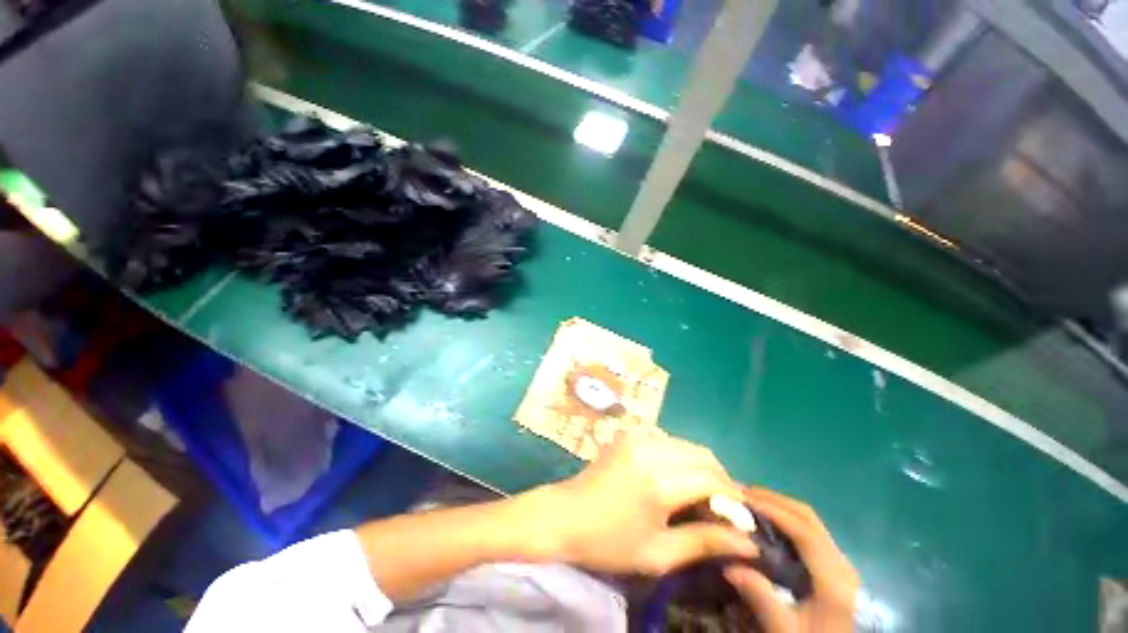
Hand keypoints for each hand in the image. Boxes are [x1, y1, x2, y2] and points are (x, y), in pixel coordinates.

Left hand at [529, 434, 756, 575]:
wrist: (565, 515)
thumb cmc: (609, 542)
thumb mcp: (658, 553)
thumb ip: (705, 542)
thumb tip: (748, 542)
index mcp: (658, 482)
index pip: (711, 479)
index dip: (732, 497)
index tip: (740, 516)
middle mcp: (650, 450)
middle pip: (701, 454)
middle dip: (719, 478)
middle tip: (723, 505)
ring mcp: (637, 437)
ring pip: (685, 444)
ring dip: (700, 465)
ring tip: (702, 492)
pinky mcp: (628, 435)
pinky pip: (666, 440)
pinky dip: (680, 456)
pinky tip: (676, 476)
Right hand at [725, 488, 858, 632]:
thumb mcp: (788, 630)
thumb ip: (762, 599)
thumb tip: (727, 565)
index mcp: (833, 578)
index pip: (804, 531)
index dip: (773, 510)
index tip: (742, 499)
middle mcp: (841, 563)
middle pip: (808, 518)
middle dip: (773, 500)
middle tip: (740, 492)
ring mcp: (840, 563)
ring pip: (809, 521)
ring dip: (779, 506)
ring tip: (748, 501)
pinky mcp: (835, 566)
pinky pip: (809, 531)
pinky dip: (786, 518)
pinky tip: (767, 521)